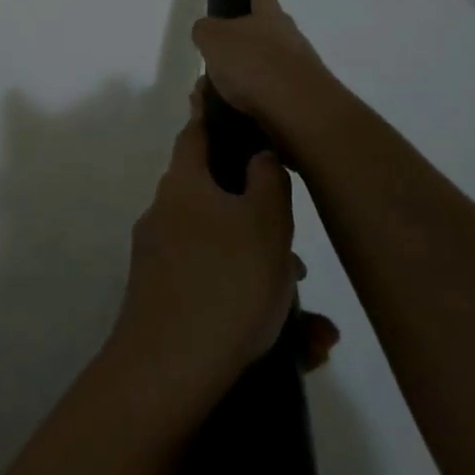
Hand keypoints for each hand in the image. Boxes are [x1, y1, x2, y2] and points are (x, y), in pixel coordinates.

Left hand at [107, 88, 337, 414]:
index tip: (224, 100)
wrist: (168, 373)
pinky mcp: (166, 304)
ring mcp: (162, 263)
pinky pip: (219, 294)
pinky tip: (301, 349)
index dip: (212, 114)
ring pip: (226, 255)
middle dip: (263, 223)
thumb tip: (260, 154)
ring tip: (313, 323)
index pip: (196, 133)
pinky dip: (255, 312)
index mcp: (184, 186)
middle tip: (298, 255)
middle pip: (218, 200)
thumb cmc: (225, 283)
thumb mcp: (265, 223)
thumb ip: (268, 180)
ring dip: (268, 277)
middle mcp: (166, 216)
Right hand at [191, 0, 343, 150]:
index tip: (237, 3)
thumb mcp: (214, 39)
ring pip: (263, 70)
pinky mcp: (301, 101)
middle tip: (214, 65)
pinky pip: (269, 99)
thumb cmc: (254, 64)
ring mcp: (299, 71)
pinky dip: (251, 106)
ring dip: (241, 82)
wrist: (298, 111)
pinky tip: (233, 115)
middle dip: (238, 49)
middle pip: (263, 35)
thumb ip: (205, 31)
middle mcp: (289, 38)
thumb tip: (206, 32)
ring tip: (216, 98)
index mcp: (270, 15)